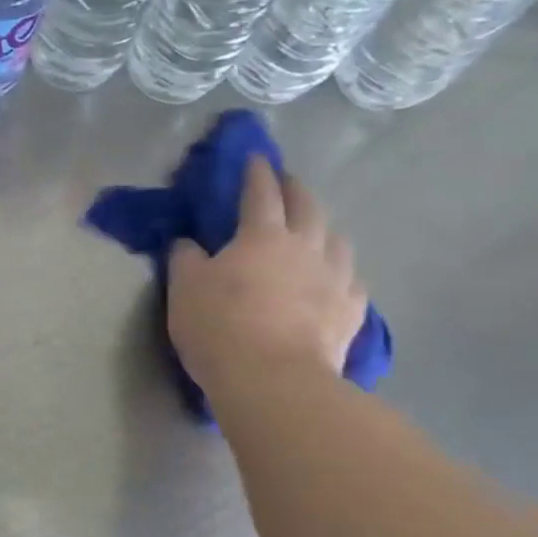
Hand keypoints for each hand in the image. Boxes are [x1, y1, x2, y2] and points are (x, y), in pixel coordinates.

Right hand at [169, 156, 367, 388]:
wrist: (274, 379)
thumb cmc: (221, 326)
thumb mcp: (185, 289)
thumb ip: (185, 259)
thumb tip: (188, 243)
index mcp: (262, 235)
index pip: (260, 192)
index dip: (256, 172)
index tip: (256, 157)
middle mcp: (306, 246)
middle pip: (307, 206)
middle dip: (295, 189)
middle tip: (287, 183)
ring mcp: (336, 278)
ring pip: (338, 239)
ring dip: (325, 227)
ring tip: (316, 230)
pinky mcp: (352, 311)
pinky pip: (352, 280)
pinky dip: (342, 271)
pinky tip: (337, 279)